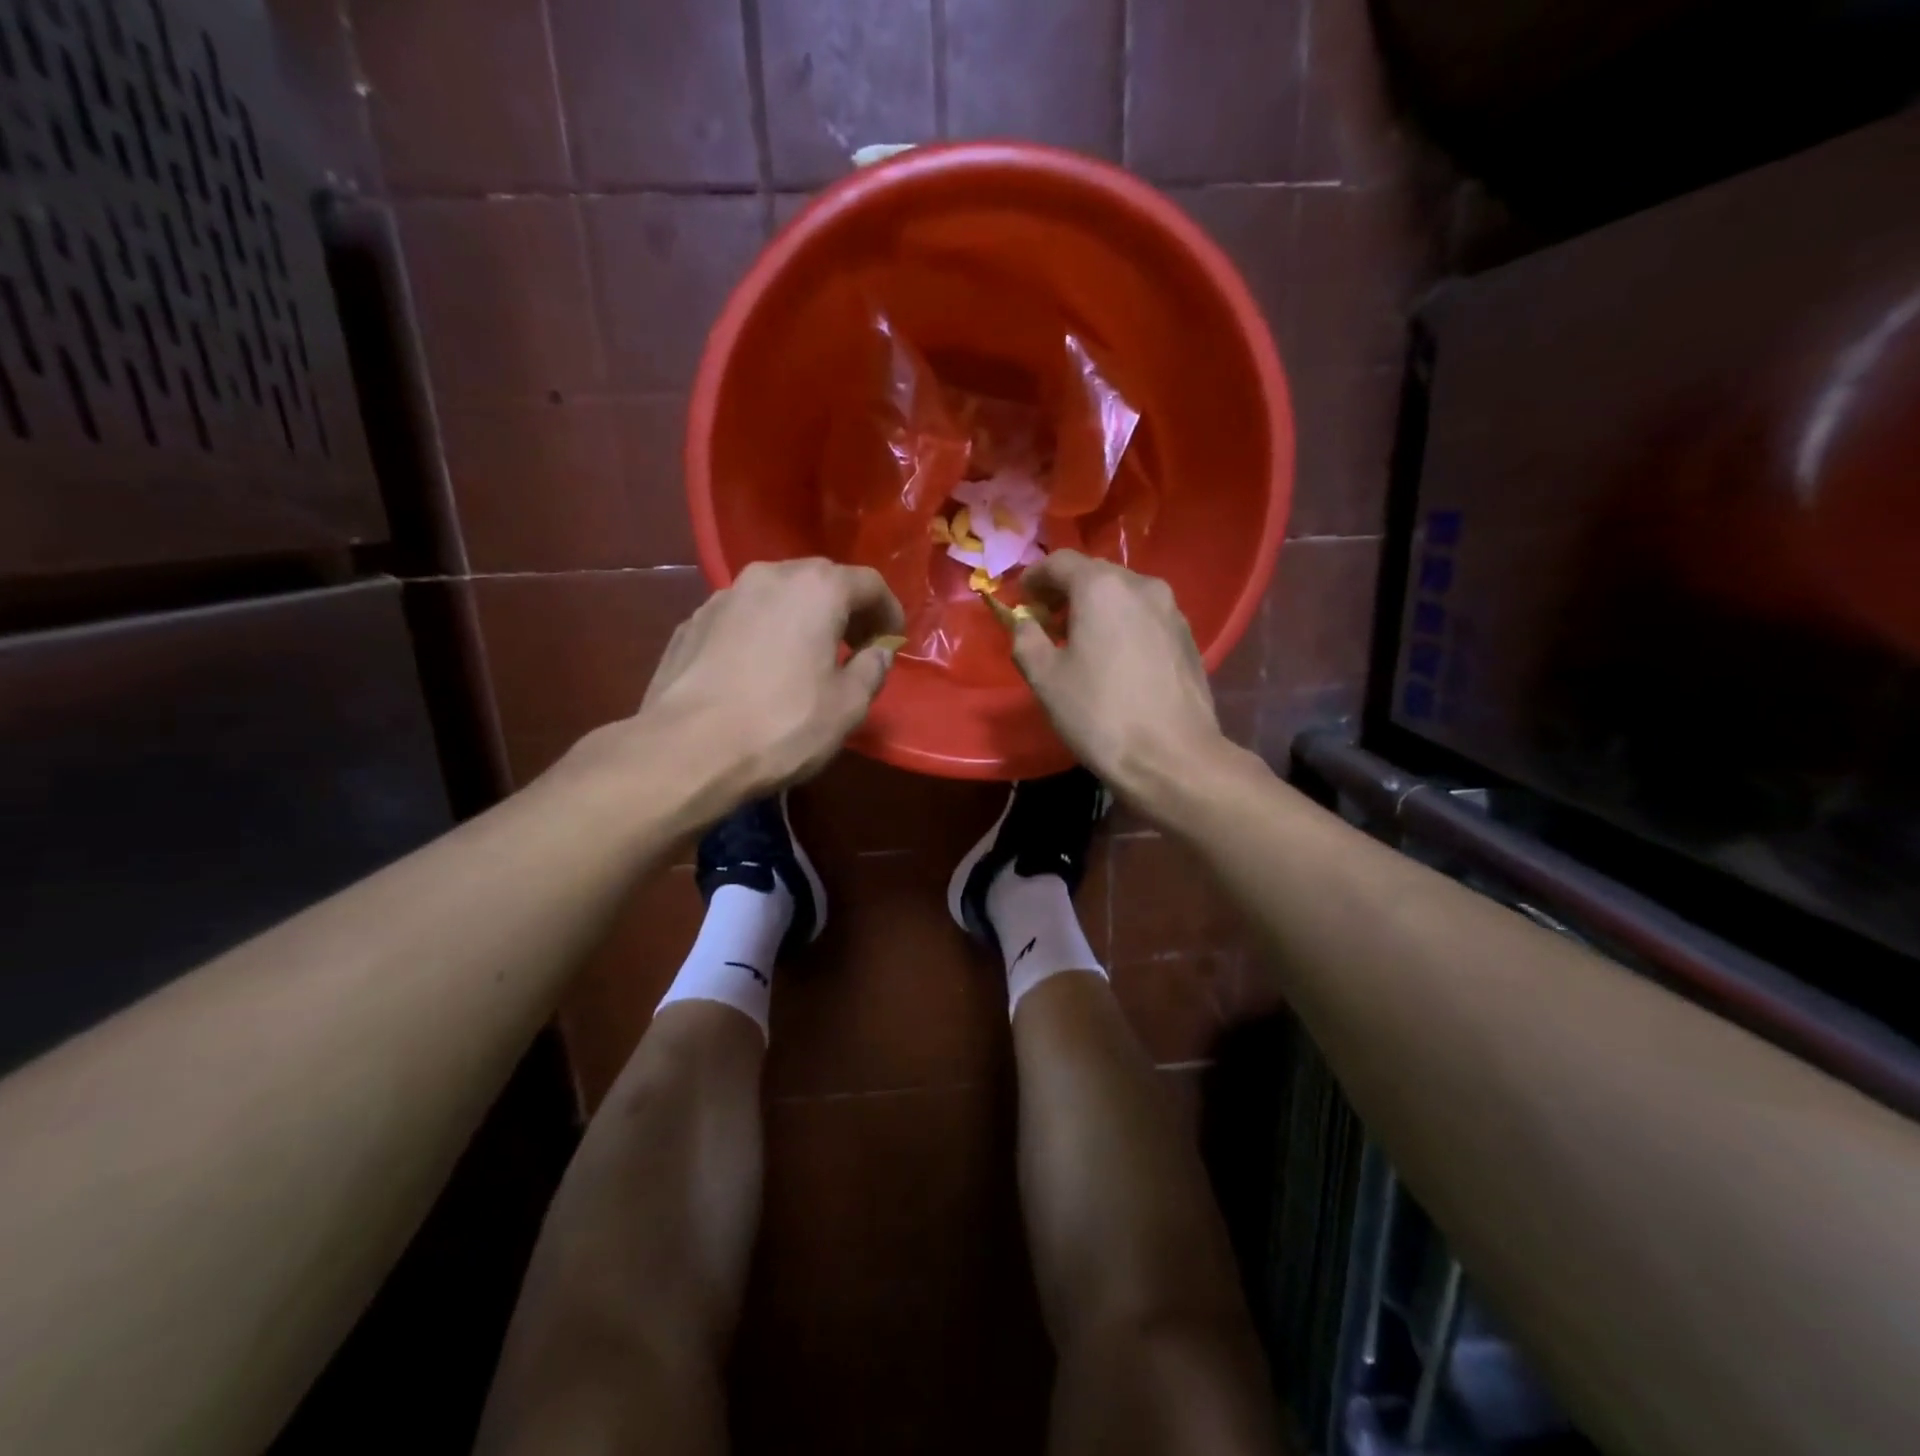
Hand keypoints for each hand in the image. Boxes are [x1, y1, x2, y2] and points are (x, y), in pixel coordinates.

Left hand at [581, 559, 904, 806]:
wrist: (686, 750)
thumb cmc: (782, 725)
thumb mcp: (847, 706)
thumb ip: (871, 670)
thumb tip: (877, 653)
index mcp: (816, 588)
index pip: (868, 583)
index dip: (888, 611)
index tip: (892, 642)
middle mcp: (769, 577)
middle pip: (820, 580)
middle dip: (845, 609)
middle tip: (854, 646)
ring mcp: (723, 596)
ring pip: (777, 595)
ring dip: (801, 618)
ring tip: (807, 657)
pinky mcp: (691, 623)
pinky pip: (743, 617)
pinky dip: (763, 631)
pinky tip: (761, 669)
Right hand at [1006, 551, 1229, 799]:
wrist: (1173, 757)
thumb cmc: (1099, 714)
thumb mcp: (1045, 678)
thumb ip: (1025, 639)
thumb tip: (1023, 622)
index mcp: (1101, 587)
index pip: (1060, 561)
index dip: (1034, 577)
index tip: (1021, 599)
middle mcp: (1141, 585)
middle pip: (1094, 574)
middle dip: (1065, 591)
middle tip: (1045, 621)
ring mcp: (1171, 610)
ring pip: (1123, 594)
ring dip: (1096, 608)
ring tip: (1079, 641)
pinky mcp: (1187, 636)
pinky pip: (1145, 616)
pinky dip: (1122, 624)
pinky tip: (1114, 658)